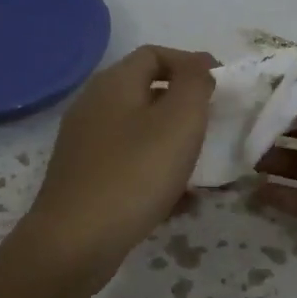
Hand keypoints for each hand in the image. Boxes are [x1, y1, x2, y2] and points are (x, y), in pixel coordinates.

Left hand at [20, 45, 216, 283]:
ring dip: (173, 143)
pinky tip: (178, 201)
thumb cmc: (135, 173)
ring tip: (201, 168)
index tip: (221, 86)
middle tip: (213, 125)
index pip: (155, 54)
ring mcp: (85, 143)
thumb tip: (198, 68)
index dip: (191, 63)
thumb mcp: (180, 120)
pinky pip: (129, 162)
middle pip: (146, 91)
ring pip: (140, 130)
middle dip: (184, 106)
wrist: (75, 243)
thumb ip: (195, 84)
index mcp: (114, 83)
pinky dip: (156, 171)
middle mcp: (93, 105)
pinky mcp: (84, 178)